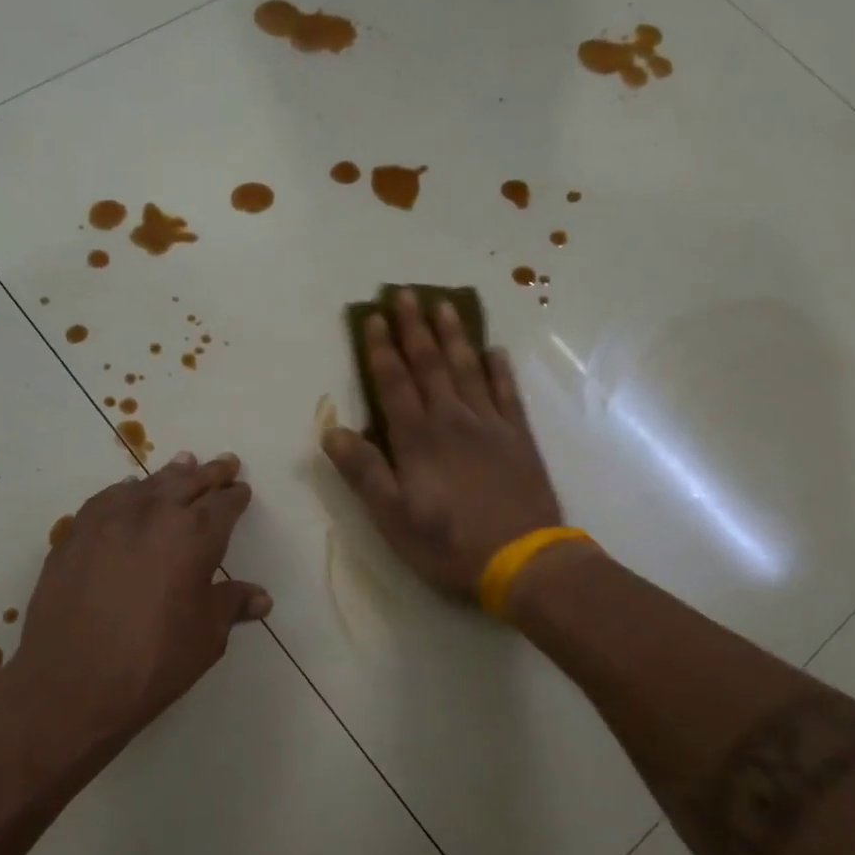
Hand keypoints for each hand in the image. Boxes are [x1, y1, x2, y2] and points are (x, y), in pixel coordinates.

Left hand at [2, 452, 269, 772]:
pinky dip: (127, 491)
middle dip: (210, 473)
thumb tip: (260, 598)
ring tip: (184, 462)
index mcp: (195, 536)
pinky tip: (129, 493)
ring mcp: (109, 520)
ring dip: (171, 474)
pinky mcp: (75, 534)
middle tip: (224, 463)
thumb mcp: (206, 636)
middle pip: (188, 482)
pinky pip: (108, 499)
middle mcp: (154, 515)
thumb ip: (231, 605)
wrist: (72, 683)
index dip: (236, 496)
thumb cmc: (154, 661)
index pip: (224, 505)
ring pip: (148, 484)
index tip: (242, 490)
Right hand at [321, 290, 564, 598]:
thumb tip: (332, 431)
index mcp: (418, 438)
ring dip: (454, 336)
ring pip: (468, 368)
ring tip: (445, 305)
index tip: (373, 318)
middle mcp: (452, 419)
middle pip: (430, 364)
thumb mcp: (393, 518)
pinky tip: (495, 350)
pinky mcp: (519, 437)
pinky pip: (507, 392)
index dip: (381, 349)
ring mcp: (490, 425)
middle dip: (414, 328)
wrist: (522, 560)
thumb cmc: (449, 544)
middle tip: (406, 294)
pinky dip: (499, 369)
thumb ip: (364, 472)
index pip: (394, 383)